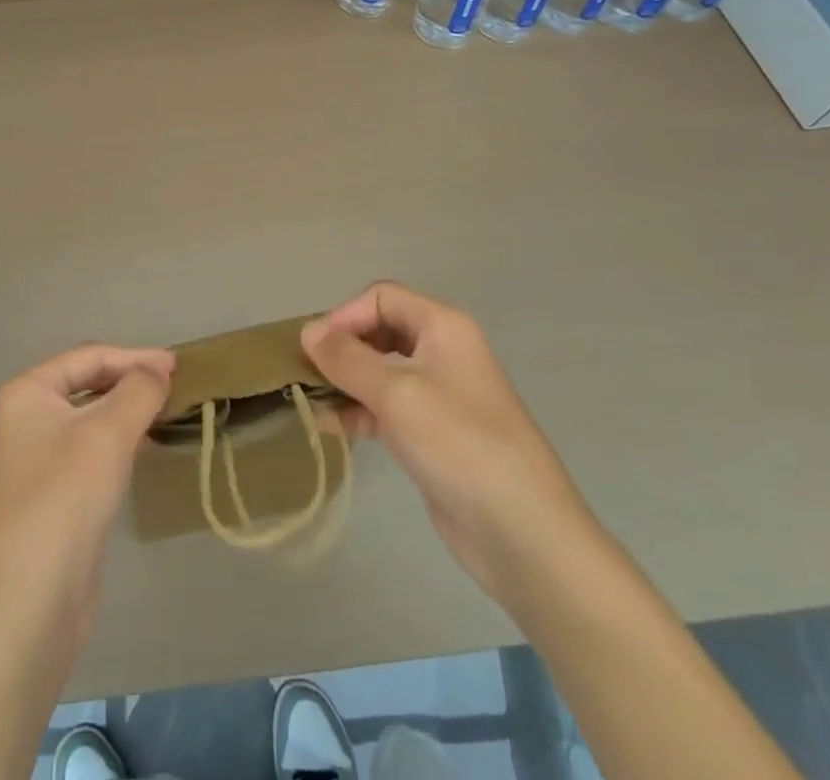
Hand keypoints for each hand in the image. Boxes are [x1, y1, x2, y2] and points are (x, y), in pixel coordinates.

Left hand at [0, 343, 173, 637]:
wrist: (32, 600)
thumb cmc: (66, 497)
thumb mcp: (109, 433)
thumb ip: (139, 390)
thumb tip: (157, 372)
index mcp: (28, 392)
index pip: (89, 357)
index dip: (135, 357)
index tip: (178, 366)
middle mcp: (27, 417)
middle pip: (89, 382)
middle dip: (132, 381)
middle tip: (175, 386)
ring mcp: (37, 456)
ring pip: (92, 417)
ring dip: (129, 410)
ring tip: (168, 411)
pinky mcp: (53, 491)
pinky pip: (92, 448)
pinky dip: (120, 440)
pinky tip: (146, 446)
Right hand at [302, 282, 599, 604]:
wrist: (522, 533)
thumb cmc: (458, 443)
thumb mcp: (396, 392)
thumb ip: (347, 358)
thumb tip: (308, 331)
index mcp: (442, 326)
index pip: (381, 297)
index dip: (345, 315)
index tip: (315, 350)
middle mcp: (441, 351)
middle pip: (379, 331)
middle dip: (341, 348)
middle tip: (307, 375)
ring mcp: (439, 394)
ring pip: (379, 371)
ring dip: (345, 381)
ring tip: (311, 402)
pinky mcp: (432, 433)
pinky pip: (386, 407)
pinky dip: (358, 411)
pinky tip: (331, 428)